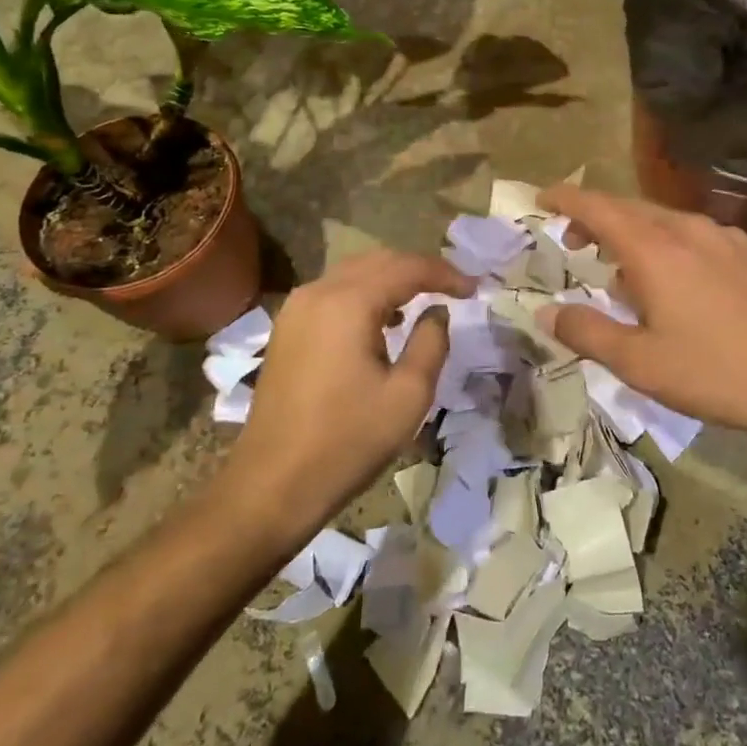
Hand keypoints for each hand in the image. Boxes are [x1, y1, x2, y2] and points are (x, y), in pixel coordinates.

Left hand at [222, 250, 473, 534]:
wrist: (272, 485)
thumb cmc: (348, 441)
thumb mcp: (408, 395)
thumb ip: (431, 342)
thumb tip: (436, 312)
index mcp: (348, 303)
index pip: (407, 268)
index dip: (445, 273)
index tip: (474, 289)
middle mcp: (318, 293)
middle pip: (378, 261)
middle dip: (419, 269)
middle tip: (453, 288)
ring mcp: (296, 309)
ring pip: (353, 273)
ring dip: (391, 279)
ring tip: (424, 299)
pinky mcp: (287, 329)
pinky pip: (333, 293)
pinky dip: (365, 294)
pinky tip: (383, 320)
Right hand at [538, 185, 746, 457]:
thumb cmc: (716, 372)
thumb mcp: (639, 362)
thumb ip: (586, 331)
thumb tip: (546, 311)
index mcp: (654, 249)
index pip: (597, 207)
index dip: (565, 199)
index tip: (540, 200)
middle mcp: (687, 228)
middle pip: (628, 208)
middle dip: (594, 219)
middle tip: (571, 244)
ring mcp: (722, 237)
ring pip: (661, 220)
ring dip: (630, 234)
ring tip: (619, 272)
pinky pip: (691, 234)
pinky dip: (663, 244)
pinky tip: (671, 282)